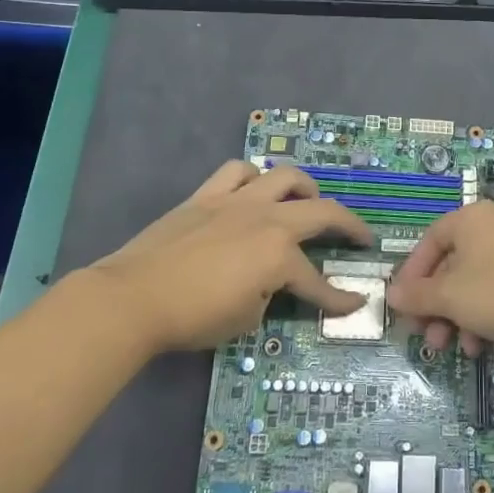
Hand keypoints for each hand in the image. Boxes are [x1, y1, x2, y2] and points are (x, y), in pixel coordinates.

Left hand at [64, 161, 373, 352]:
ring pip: (284, 177)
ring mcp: (237, 200)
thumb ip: (268, 296)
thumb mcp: (245, 320)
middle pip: (321, 211)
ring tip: (308, 201)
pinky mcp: (207, 195)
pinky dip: (252, 177)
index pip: (317, 280)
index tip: (355, 304)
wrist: (133, 298)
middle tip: (360, 236)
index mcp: (279, 254)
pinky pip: (237, 172)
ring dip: (305, 187)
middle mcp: (267, 218)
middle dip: (349, 225)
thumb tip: (267, 284)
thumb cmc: (193, 317)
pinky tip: (253, 190)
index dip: (339, 297)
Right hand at [388, 202, 493, 355]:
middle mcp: (493, 228)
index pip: (430, 240)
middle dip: (434, 305)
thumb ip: (416, 295)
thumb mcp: (447, 295)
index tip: (403, 304)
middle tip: (425, 334)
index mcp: (471, 219)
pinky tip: (479, 347)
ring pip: (473, 285)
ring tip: (451, 347)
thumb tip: (391, 294)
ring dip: (456, 318)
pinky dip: (482, 319)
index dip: (412, 273)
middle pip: (451, 266)